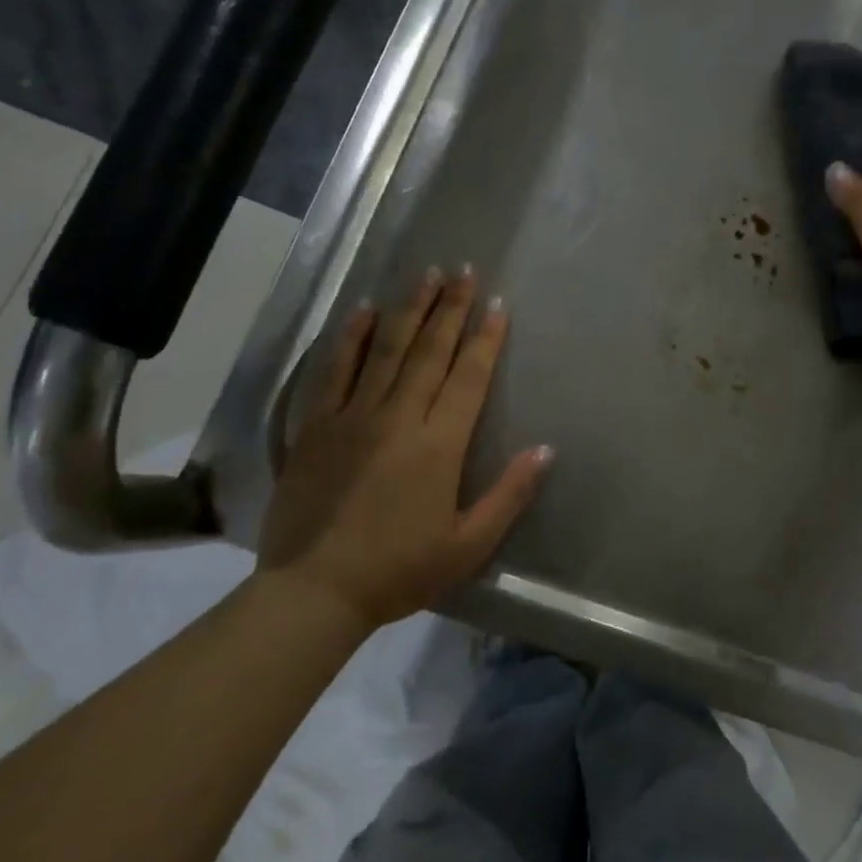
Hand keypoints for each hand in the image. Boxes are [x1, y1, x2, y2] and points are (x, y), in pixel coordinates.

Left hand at [256, 268, 551, 632]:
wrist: (315, 590)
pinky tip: (363, 310)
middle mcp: (399, 417)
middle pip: (430, 351)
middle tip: (464, 271)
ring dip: (409, 310)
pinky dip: (350, 337)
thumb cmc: (399, 571)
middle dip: (450, 308)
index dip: (486, 338)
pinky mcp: (317, 425)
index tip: (497, 304)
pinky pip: (336, 370)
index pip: (468, 377)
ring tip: (426, 275)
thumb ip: (509, 494)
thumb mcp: (468, 545)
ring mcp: (353, 416)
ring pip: (387, 350)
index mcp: (439, 445)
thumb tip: (545, 449)